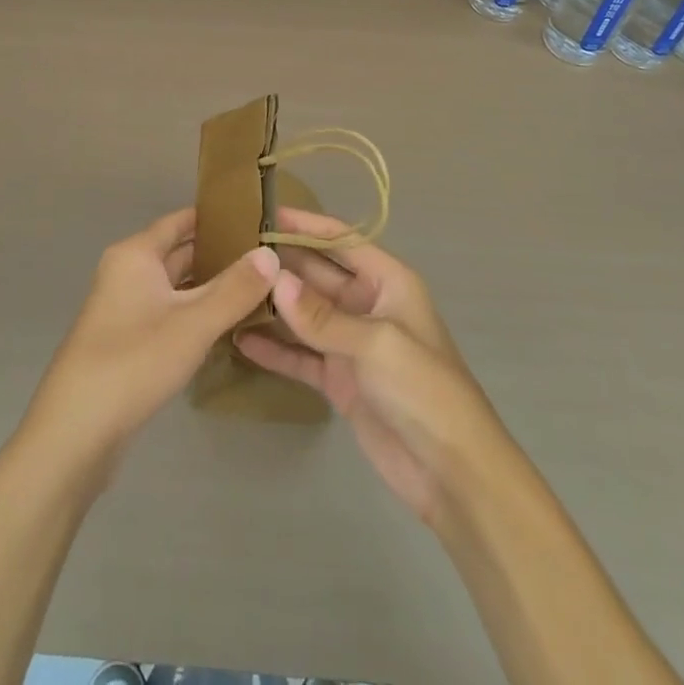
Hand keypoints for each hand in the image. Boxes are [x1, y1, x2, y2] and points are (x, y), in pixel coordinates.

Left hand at [22, 206, 278, 479]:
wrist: (76, 432)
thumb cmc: (134, 361)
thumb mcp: (193, 323)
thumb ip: (235, 288)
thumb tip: (271, 253)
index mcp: (135, 255)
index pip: (180, 221)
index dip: (216, 218)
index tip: (255, 218)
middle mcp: (126, 273)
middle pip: (178, 253)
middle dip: (219, 254)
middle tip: (267, 257)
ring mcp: (124, 309)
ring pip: (175, 287)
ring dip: (209, 287)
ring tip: (257, 288)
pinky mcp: (126, 342)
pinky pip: (168, 314)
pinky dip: (195, 314)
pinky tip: (225, 325)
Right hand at [236, 207, 516, 527]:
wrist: (453, 473)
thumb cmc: (424, 389)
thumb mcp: (375, 343)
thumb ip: (321, 315)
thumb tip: (274, 279)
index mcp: (388, 282)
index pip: (341, 240)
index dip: (306, 225)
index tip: (265, 211)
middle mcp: (368, 305)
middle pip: (318, 274)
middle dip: (282, 263)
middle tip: (234, 250)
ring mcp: (352, 344)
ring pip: (305, 314)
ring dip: (274, 305)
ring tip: (230, 289)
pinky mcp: (340, 381)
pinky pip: (301, 356)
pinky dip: (275, 349)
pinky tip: (241, 341)